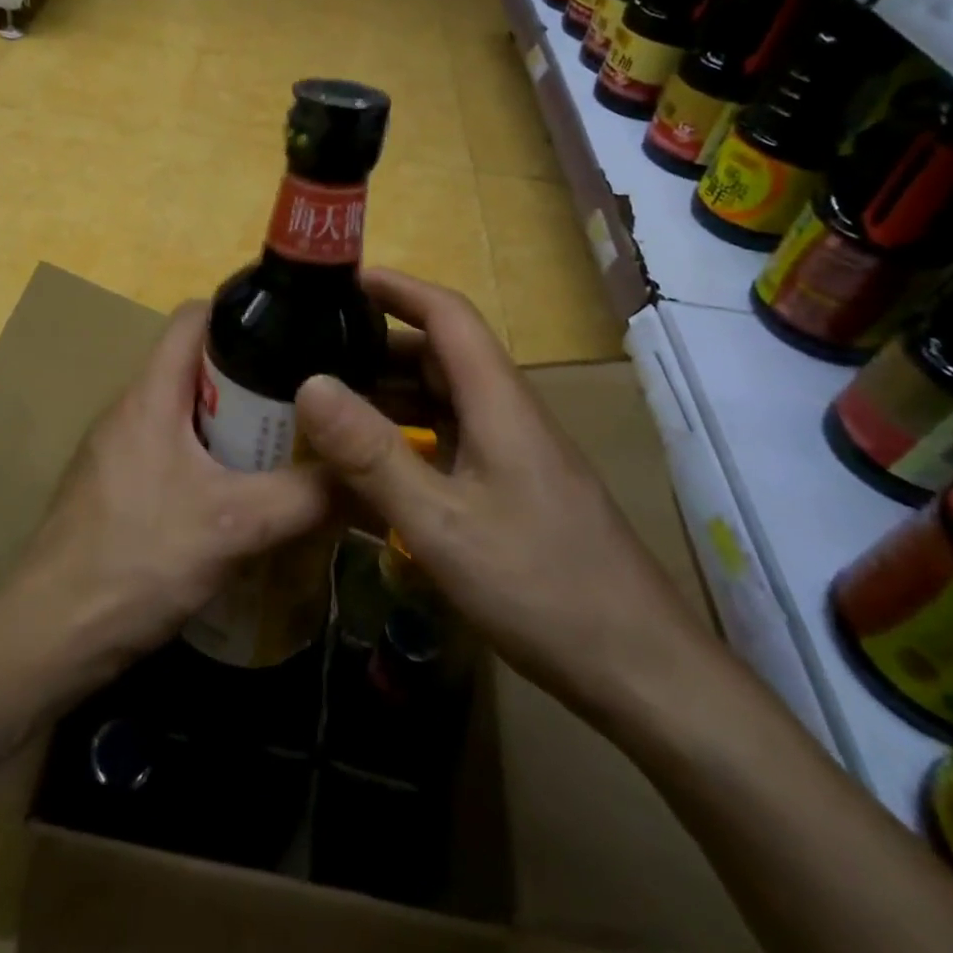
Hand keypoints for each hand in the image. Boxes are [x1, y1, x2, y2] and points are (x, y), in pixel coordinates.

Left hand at [9, 301, 328, 676]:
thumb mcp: (234, 524)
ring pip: (187, 413)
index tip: (294, 332)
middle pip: (197, 366)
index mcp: (150, 393)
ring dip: (234, 425)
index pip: (194, 317)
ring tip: (287, 448)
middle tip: (307, 403)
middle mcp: (130, 409)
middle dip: (253, 379)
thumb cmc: (137, 559)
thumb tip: (370, 482)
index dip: (243, 312)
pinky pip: (174, 452)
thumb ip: (306, 498)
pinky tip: (243, 497)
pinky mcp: (118, 487)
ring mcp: (119, 449)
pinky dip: (211, 460)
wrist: (50, 634)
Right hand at [294, 269, 718, 731]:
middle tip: (314, 351)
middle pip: (442, 355)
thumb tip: (309, 385)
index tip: (343, 279)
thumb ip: (372, 454)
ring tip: (330, 404)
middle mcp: (509, 414)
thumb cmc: (541, 588)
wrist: (642, 672)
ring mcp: (515, 454)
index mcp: (499, 402)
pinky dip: (409, 437)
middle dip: (379, 344)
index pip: (449, 315)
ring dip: (390, 393)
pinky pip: (452, 441)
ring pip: (445, 400)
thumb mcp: (440, 523)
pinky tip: (375, 466)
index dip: (398, 288)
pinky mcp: (515, 489)